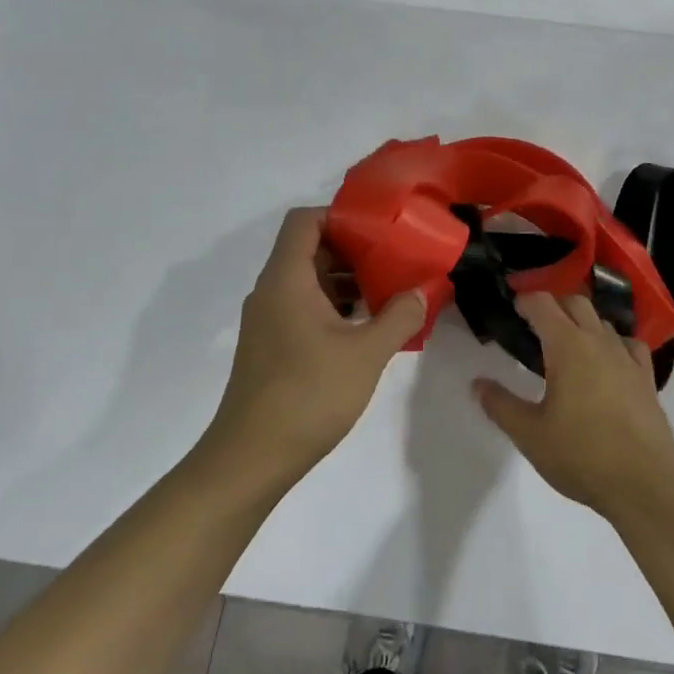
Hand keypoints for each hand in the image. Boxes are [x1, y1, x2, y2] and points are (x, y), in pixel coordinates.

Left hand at [202, 208, 425, 489]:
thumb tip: (422, 290)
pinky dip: (334, 308)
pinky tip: (367, 329)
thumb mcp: (366, 353)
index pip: (304, 221)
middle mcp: (272, 292)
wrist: (251, 458)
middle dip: (353, 250)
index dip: (340, 215)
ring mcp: (268, 321)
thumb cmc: (308, 394)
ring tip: (390, 293)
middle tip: (395, 260)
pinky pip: (304, 308)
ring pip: (309, 282)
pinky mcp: (271, 347)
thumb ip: (399, 316)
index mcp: (287, 279)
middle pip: (309, 249)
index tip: (379, 229)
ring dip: (347, 282)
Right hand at [473, 293, 673, 519]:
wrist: (645, 483)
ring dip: (582, 322)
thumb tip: (478, 383)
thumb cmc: (581, 455)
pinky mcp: (647, 378)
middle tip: (534, 324)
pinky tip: (607, 361)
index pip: (543, 304)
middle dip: (553, 305)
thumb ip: (501, 405)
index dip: (525, 300)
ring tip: (566, 344)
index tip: (512, 306)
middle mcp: (599, 341)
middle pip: (576, 302)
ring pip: (603, 322)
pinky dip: (613, 342)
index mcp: (568, 346)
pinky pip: (629, 344)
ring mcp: (627, 358)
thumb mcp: (530, 434)